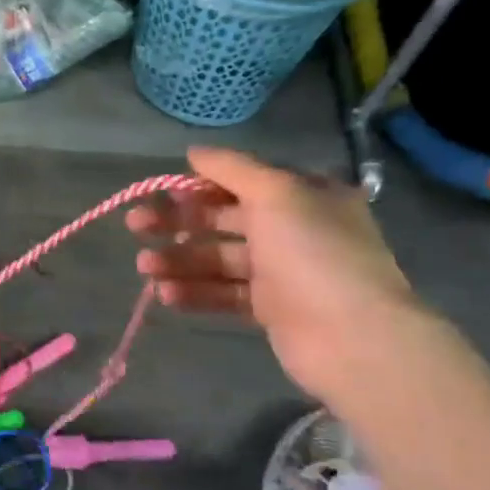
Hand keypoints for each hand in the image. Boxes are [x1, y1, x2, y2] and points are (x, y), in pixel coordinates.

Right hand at [128, 148, 422, 397]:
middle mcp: (294, 230)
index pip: (243, 182)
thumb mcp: (276, 193)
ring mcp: (283, 273)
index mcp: (304, 196)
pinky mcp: (271, 311)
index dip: (200, 185)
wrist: (354, 338)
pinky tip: (166, 293)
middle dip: (178, 222)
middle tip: (135, 225)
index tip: (163, 192)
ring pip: (218, 259)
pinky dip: (196, 292)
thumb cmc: (314, 252)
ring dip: (179, 260)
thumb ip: (231, 168)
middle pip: (223, 219)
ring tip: (144, 267)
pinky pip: (225, 294)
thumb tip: (194, 151)